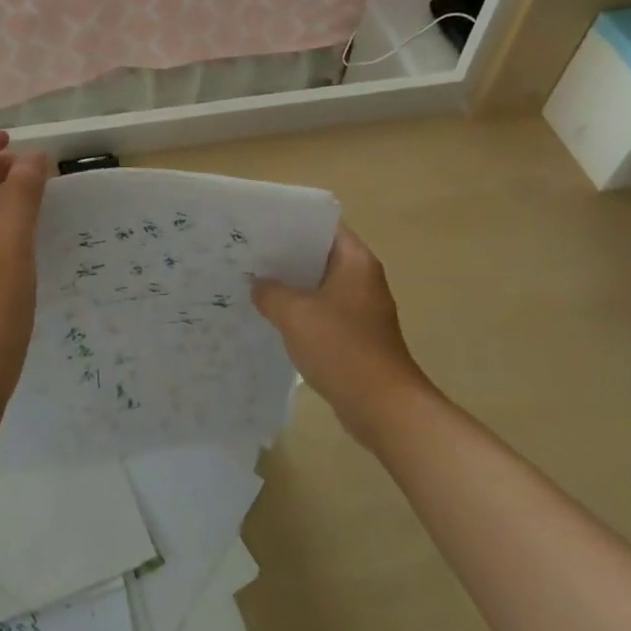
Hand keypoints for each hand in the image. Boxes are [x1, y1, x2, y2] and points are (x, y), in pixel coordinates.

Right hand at [252, 226, 433, 449]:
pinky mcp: (355, 336)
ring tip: (251, 283)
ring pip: (318, 286)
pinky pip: (321, 313)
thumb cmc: (342, 348)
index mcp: (355, 261)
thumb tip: (258, 285)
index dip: (290, 222)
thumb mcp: (295, 314)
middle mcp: (362, 278)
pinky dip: (299, 313)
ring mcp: (360, 309)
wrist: (383, 408)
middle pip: (318, 255)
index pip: (322, 225)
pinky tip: (271, 319)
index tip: (258, 225)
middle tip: (246, 254)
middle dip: (284, 256)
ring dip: (290, 287)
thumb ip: (270, 292)